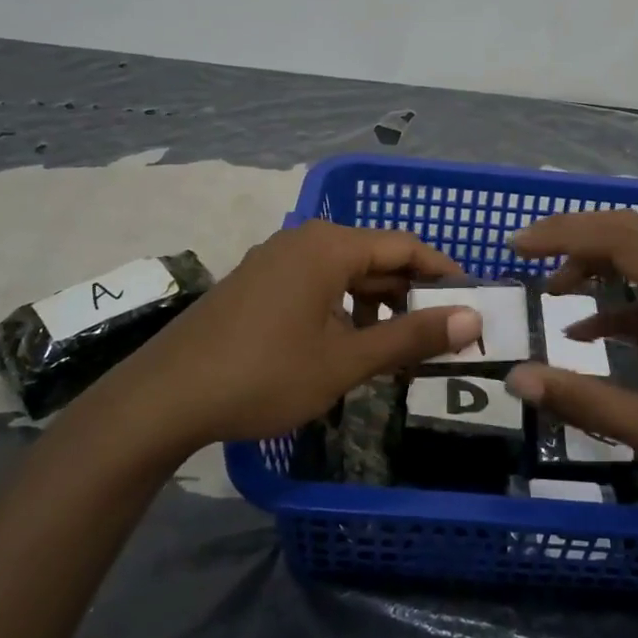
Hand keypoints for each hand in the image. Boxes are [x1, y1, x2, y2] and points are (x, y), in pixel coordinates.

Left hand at [102, 219, 478, 453]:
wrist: (165, 397)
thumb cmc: (264, 375)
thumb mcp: (345, 360)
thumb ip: (411, 336)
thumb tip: (472, 319)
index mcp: (329, 246)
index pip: (405, 246)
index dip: (443, 273)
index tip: (471, 304)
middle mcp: (304, 240)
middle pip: (375, 256)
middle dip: (410, 294)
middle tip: (440, 335)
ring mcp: (276, 259)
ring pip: (345, 273)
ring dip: (376, 306)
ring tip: (398, 348)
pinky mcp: (258, 282)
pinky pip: (317, 284)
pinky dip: (343, 308)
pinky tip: (348, 346)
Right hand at [505, 210, 637, 531]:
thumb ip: (586, 402)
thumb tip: (517, 379)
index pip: (621, 240)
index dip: (563, 235)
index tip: (516, 245)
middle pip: (635, 233)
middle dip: (576, 237)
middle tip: (526, 251)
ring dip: (600, 264)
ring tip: (553, 288)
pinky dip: (627, 301)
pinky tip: (590, 329)